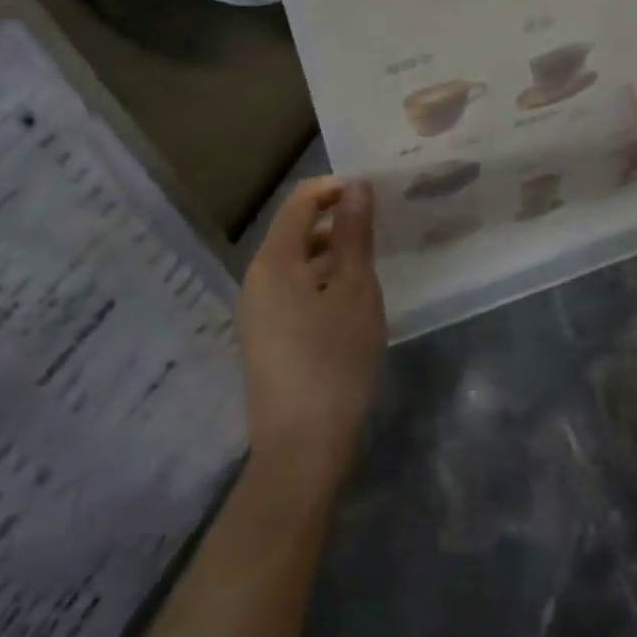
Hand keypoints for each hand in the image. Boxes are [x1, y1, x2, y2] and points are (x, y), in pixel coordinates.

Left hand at [238, 179, 386, 500]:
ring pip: (295, 262)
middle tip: (379, 226)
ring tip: (371, 261)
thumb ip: (354, 234)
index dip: (334, 188)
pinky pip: (292, 289)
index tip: (373, 193)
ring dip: (331, 252)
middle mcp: (256, 278)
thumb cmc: (334, 362)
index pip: (299, 201)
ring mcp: (257, 310)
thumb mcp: (355, 291)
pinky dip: (320, 280)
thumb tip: (356, 186)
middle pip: (294, 230)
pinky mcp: (265, 336)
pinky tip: (350, 300)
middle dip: (335, 220)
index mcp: (274, 261)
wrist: (301, 450)